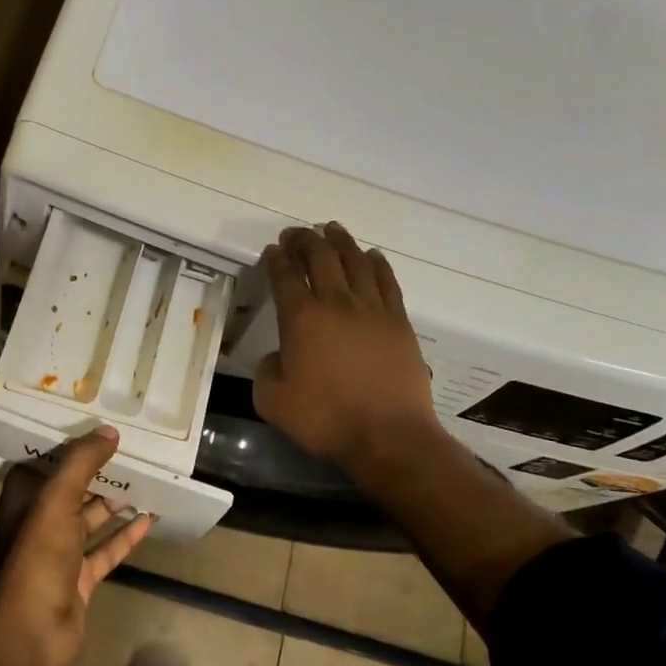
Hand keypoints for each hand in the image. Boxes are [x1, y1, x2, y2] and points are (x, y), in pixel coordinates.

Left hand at [0, 426, 152, 665]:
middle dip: (97, 472)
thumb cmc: (38, 555)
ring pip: (90, 519)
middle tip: (129, 448)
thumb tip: (110, 431)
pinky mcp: (78, 579)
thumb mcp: (58, 499)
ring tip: (145, 479)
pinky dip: (125, 536)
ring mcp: (59, 553)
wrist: (32, 630)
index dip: (66, 444)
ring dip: (114, 502)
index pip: (44, 462)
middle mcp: (38, 523)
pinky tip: (149, 519)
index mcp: (24, 500)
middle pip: (71, 489)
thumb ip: (82, 461)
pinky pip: (105, 551)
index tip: (94, 424)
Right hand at [253, 224, 446, 480]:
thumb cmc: (325, 420)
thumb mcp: (272, 401)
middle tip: (296, 234)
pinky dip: (376, 263)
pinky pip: (386, 280)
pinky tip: (371, 256)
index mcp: (301, 318)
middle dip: (304, 240)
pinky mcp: (398, 321)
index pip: (284, 275)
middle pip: (320, 257)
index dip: (275, 259)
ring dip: (340, 242)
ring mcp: (372, 309)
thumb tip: (278, 356)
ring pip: (355, 260)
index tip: (271, 250)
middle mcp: (336, 303)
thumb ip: (266, 370)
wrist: (388, 436)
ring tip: (331, 230)